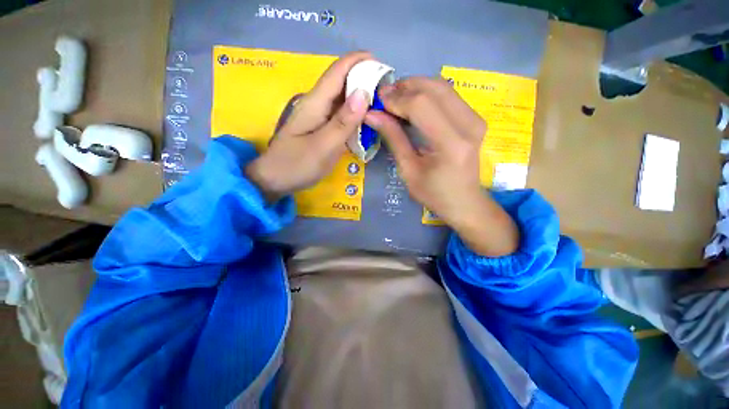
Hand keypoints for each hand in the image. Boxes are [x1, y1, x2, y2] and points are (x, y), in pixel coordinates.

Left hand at [246, 51, 371, 200]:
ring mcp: (318, 117)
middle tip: (388, 90)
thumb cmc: (297, 165)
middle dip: (365, 79)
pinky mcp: (321, 128)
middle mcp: (317, 104)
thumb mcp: (322, 147)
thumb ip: (343, 123)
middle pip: (342, 82)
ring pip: (343, 99)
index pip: (338, 71)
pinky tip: (366, 120)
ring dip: (362, 97)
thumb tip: (363, 93)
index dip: (359, 62)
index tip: (383, 65)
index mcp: (315, 103)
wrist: (275, 180)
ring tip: (383, 103)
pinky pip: (341, 115)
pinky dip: (355, 114)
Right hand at [364, 78, 518, 256]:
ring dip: (416, 87)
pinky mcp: (475, 118)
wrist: (465, 202)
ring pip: (442, 86)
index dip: (396, 99)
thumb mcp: (408, 170)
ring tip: (396, 99)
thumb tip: (372, 115)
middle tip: (384, 97)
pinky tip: (413, 104)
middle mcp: (468, 125)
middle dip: (405, 87)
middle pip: (434, 88)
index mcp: (450, 144)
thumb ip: (393, 138)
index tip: (377, 101)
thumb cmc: (434, 194)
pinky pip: (448, 95)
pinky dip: (427, 94)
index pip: (421, 105)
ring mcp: (476, 119)